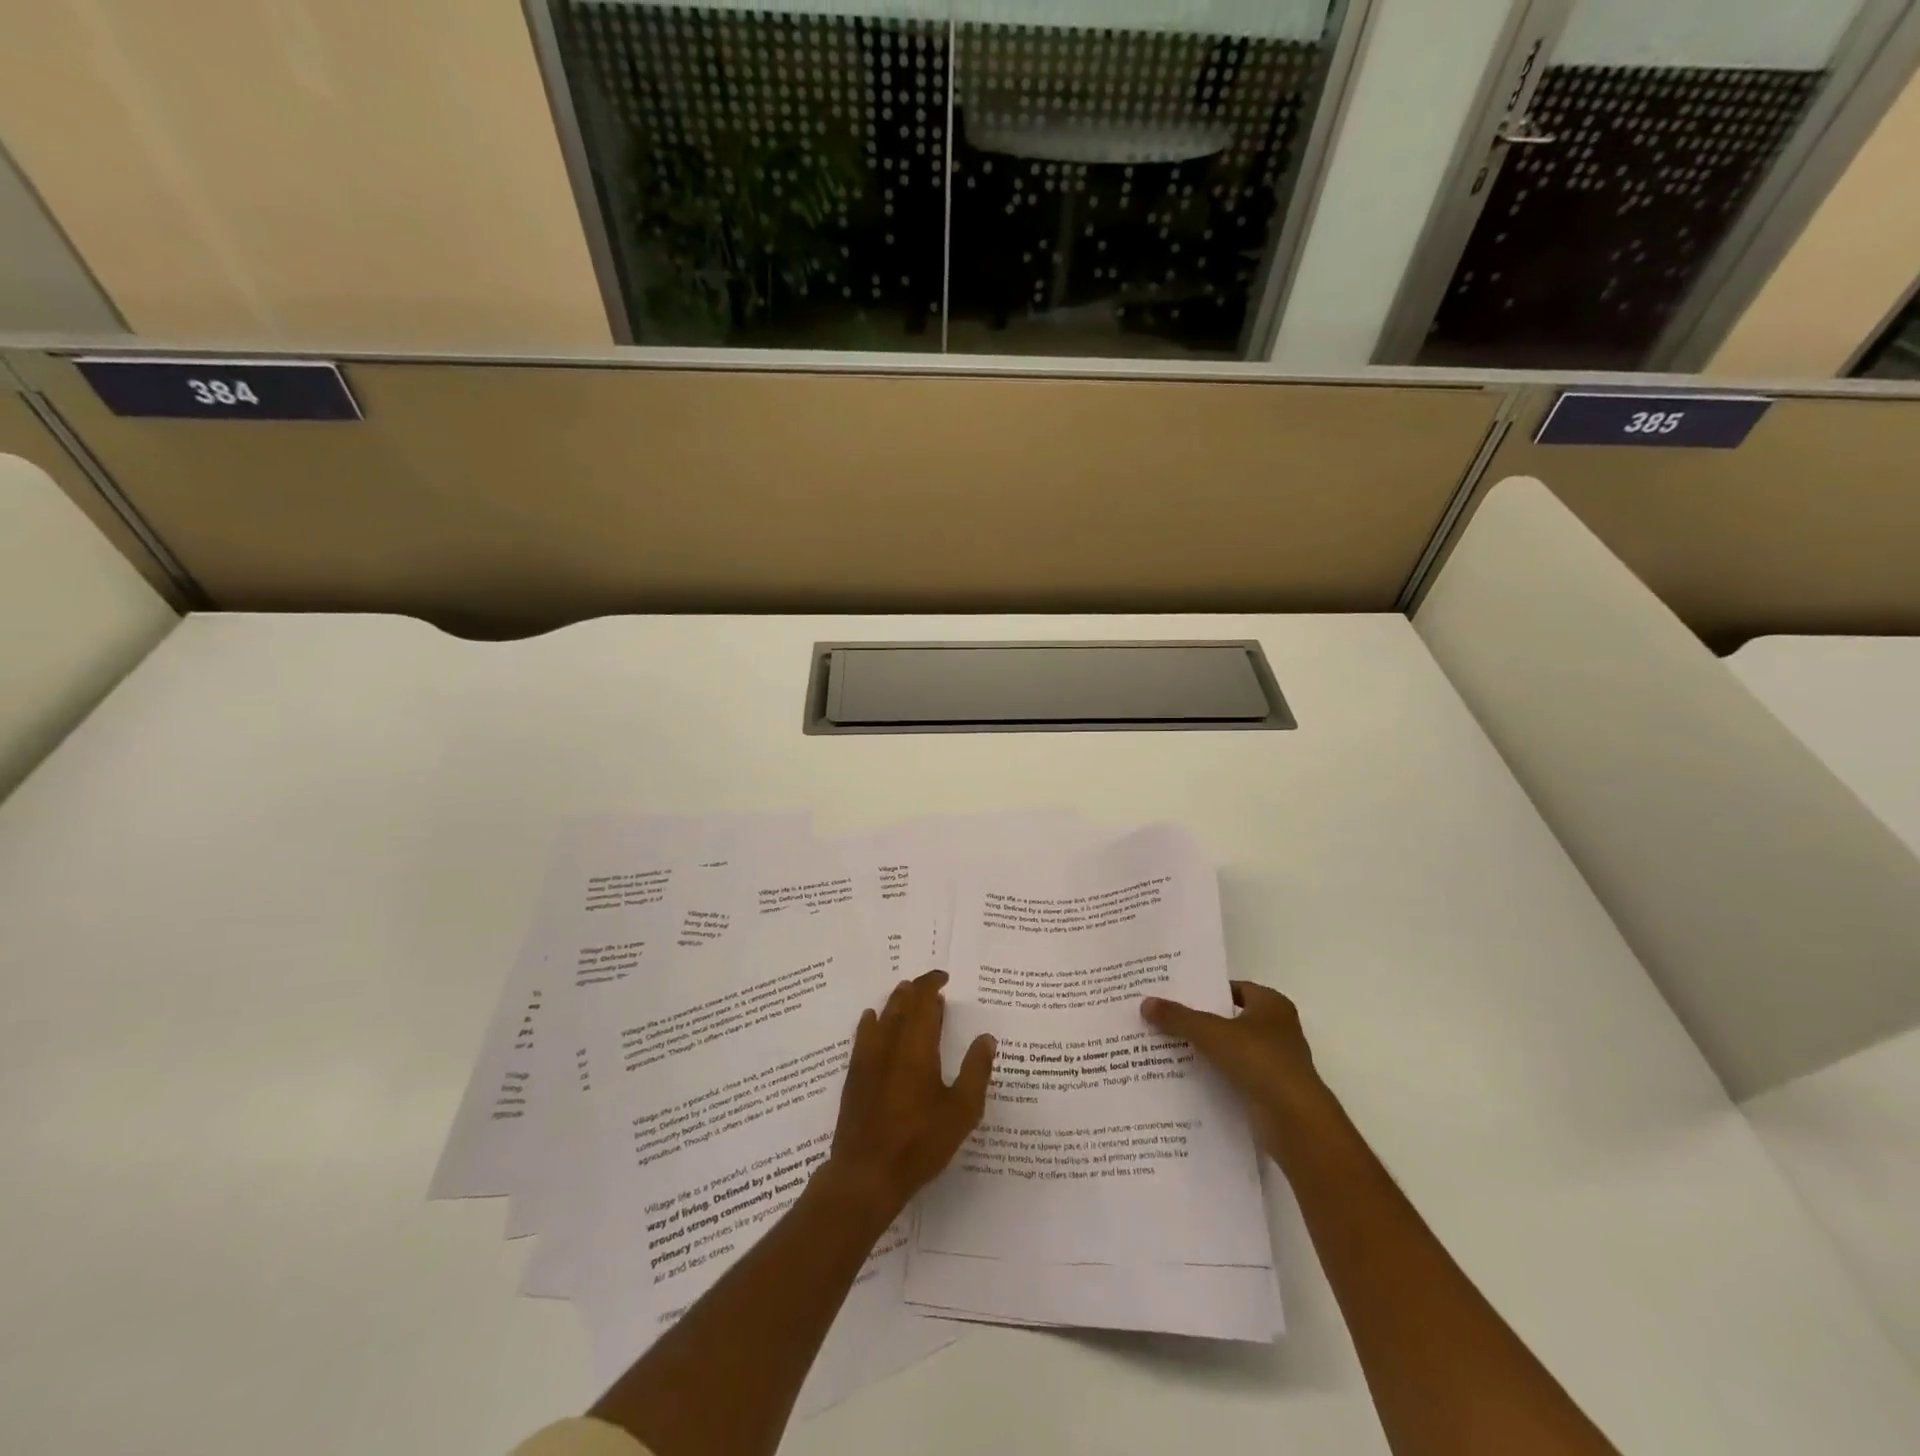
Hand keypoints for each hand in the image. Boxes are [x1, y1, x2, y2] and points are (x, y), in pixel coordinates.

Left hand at [820, 970, 995, 1220]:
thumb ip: (975, 1071)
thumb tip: (986, 1038)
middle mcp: (889, 1044)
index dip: (931, 984)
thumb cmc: (919, 1141)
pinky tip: (871, 1020)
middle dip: (915, 990)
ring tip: (905, 995)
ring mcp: (867, 1059)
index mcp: (917, 1046)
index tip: (944, 977)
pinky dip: (871, 1022)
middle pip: (900, 1004)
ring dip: (894, 1002)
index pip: (923, 1001)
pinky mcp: (854, 1077)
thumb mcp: (961, 1110)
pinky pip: (862, 1036)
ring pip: (881, 1017)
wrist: (866, 1173)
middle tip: (929, 987)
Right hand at [1141, 981, 1325, 1157]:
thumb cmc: (1260, 1062)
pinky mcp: (1268, 1091)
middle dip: (1199, 1020)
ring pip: (1230, 1049)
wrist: (1295, 1122)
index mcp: (1272, 1005)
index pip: (1233, 988)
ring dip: (1204, 1050)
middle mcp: (1277, 1030)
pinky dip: (1213, 1076)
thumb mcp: (1211, 1033)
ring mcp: (1275, 1063)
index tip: (1174, 994)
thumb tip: (1145, 1003)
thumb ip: (1178, 1017)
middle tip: (1163, 1018)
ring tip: (1165, 1046)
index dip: (1205, 990)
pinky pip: (1233, 1076)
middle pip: (1229, 1019)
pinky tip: (1184, 1077)